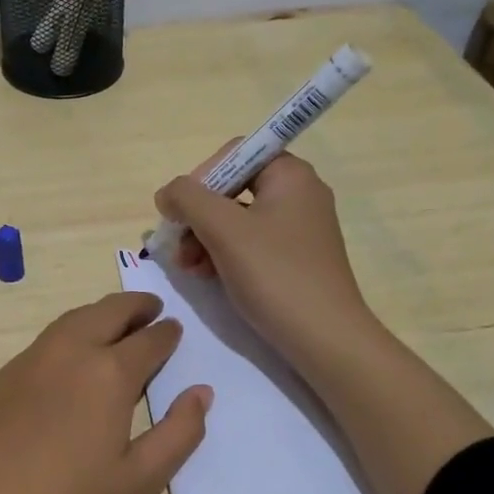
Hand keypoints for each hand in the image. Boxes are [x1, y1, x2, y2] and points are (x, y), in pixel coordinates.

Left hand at [0, 292, 211, 493]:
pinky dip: (69, 333)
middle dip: (134, 306)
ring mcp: (27, 362)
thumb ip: (179, 433)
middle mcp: (67, 353)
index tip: (175, 329)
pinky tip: (70, 357)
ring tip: (115, 323)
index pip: (148, 340)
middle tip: (151, 308)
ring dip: (99, 314)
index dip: (166, 334)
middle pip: (106, 312)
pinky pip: (44, 341)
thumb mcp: (138, 482)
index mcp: (107, 373)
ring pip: (71, 320)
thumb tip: (202, 393)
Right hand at [154, 145, 372, 378]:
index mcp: (290, 175)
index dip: (201, 177)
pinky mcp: (295, 258)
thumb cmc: (274, 274)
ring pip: (237, 219)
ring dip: (204, 238)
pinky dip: (224, 254)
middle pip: (232, 188)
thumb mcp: (223, 229)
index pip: (234, 155)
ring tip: (188, 267)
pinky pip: (250, 243)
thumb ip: (188, 199)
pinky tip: (207, 276)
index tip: (181, 211)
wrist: (324, 338)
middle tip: (177, 245)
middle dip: (198, 215)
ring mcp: (298, 228)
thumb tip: (168, 193)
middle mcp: (298, 194)